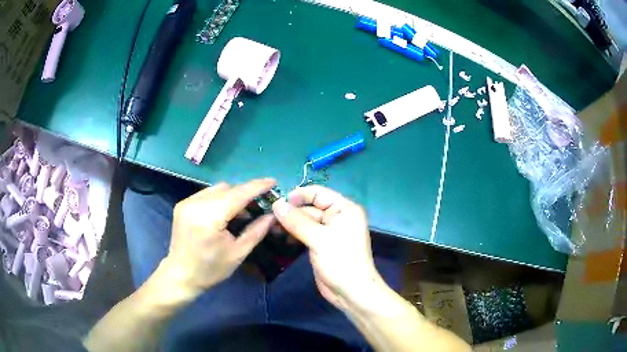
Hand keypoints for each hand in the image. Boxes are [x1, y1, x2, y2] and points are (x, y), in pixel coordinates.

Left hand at [156, 179, 275, 300]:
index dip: (257, 186)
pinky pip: (207, 193)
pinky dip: (219, 198)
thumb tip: (273, 215)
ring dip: (232, 195)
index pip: (237, 194)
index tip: (273, 181)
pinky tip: (224, 212)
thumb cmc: (211, 270)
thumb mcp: (238, 253)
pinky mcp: (182, 204)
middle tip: (260, 204)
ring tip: (242, 211)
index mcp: (209, 218)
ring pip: (217, 188)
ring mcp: (186, 202)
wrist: (181, 275)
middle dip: (245, 193)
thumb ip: (256, 231)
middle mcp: (195, 204)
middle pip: (227, 188)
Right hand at [272, 185, 384, 309]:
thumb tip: (276, 204)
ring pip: (305, 221)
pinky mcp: (321, 244)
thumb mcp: (319, 239)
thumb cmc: (341, 261)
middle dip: (291, 212)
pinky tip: (281, 237)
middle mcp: (337, 217)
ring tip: (272, 228)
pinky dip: (294, 233)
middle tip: (269, 218)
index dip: (298, 195)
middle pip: (310, 207)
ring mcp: (329, 231)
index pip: (318, 193)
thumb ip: (297, 221)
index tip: (278, 202)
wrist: (351, 292)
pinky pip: (305, 233)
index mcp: (344, 209)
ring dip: (290, 223)